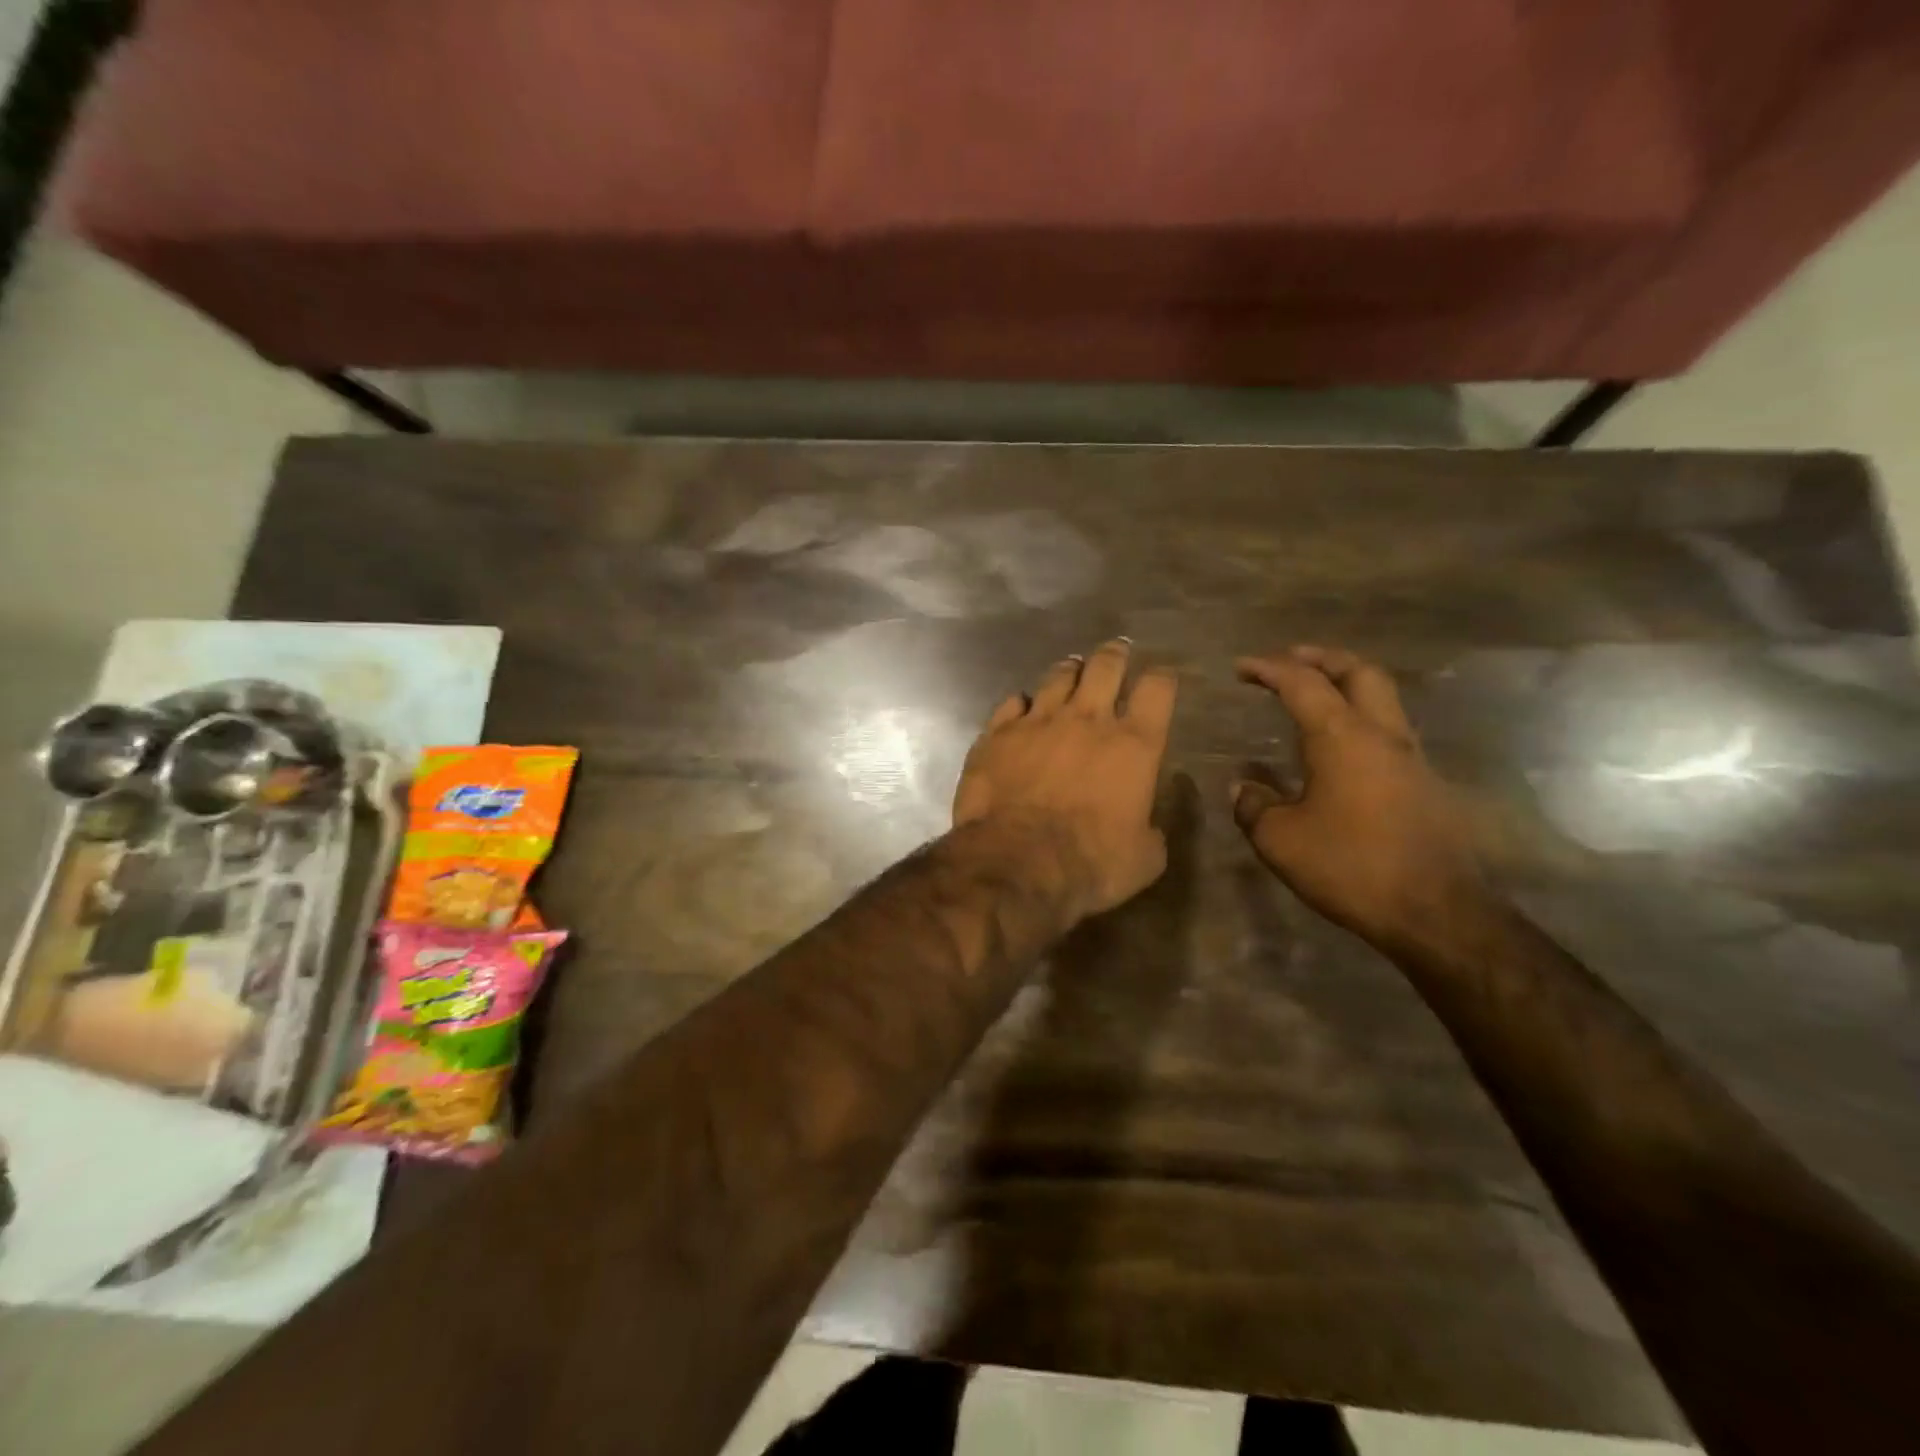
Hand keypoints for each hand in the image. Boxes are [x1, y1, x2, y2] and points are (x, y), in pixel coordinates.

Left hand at [953, 639, 1178, 919]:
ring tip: (1072, 669)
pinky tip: (1021, 707)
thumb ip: (1151, 830)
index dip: (1161, 678)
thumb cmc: (1092, 863)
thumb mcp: (1145, 858)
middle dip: (1115, 655)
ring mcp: (1038, 722)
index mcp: (1134, 745)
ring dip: (1069, 672)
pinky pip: (1012, 703)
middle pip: (1105, 666)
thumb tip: (1148, 821)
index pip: (1157, 689)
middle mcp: (1088, 720)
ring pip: (1058, 677)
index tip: (1161, 678)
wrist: (1018, 862)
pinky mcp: (997, 734)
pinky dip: (1021, 703)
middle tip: (1117, 651)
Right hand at [1232, 647, 1484, 945]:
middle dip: (1322, 658)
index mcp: (1341, 738)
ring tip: (1316, 697)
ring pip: (1383, 699)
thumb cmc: (1350, 867)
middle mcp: (1381, 735)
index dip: (1269, 668)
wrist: (1436, 911)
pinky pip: (1390, 732)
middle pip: (1359, 672)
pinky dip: (1361, 720)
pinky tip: (1342, 750)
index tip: (1242, 667)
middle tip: (1291, 660)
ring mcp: (1411, 758)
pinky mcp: (1426, 784)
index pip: (1302, 684)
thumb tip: (1242, 787)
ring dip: (1347, 686)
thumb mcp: (1280, 840)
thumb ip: (1254, 806)